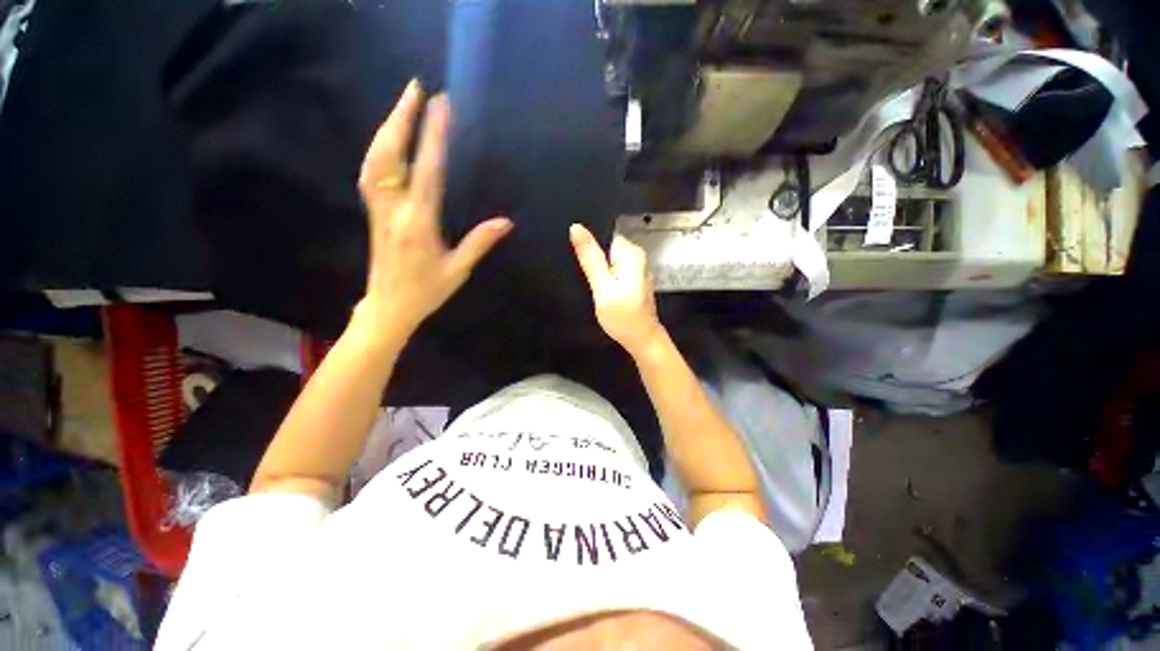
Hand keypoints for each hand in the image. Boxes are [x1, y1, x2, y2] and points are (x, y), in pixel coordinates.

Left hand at [357, 80, 511, 338]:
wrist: (389, 306)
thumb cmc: (426, 291)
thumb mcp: (457, 270)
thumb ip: (479, 242)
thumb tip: (506, 222)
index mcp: (419, 224)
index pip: (428, 172)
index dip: (434, 137)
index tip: (442, 106)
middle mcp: (394, 210)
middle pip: (391, 155)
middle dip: (403, 118)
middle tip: (417, 89)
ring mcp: (379, 209)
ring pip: (375, 160)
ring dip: (388, 128)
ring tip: (404, 105)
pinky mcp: (374, 212)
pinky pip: (372, 173)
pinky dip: (380, 149)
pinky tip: (389, 139)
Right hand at [570, 224, 663, 354]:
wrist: (642, 339)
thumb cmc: (622, 316)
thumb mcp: (602, 287)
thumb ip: (590, 258)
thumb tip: (576, 228)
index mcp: (632, 254)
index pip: (605, 239)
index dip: (595, 255)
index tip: (596, 276)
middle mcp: (639, 257)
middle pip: (608, 252)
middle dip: (600, 267)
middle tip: (601, 288)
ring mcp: (640, 270)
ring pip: (612, 264)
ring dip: (605, 276)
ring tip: (607, 294)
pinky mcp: (637, 281)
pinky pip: (618, 274)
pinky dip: (612, 283)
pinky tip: (613, 297)